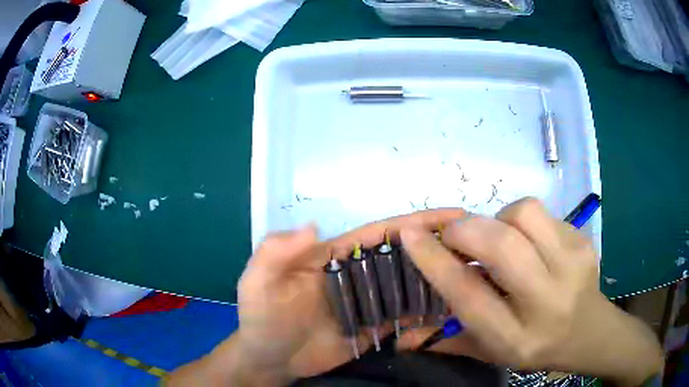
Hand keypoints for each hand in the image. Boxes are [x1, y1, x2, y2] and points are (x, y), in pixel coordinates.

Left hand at [167, 208, 465, 385]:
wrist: (269, 360)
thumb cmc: (261, 319)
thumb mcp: (258, 282)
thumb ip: (276, 253)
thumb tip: (313, 226)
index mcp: (335, 256)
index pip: (383, 233)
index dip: (418, 222)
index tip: (456, 216)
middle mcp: (359, 274)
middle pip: (407, 255)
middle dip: (441, 246)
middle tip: (480, 246)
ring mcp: (370, 302)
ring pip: (412, 284)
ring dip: (442, 277)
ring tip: (478, 274)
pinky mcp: (375, 327)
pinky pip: (407, 316)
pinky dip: (430, 311)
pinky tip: (456, 308)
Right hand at [397, 198, 663, 385]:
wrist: (588, 331)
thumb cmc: (534, 346)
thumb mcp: (489, 352)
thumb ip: (446, 340)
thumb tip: (400, 336)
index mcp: (516, 336)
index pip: (469, 294)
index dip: (435, 261)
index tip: (409, 234)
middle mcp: (547, 300)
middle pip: (501, 247)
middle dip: (466, 231)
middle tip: (455, 236)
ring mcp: (572, 264)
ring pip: (524, 214)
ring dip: (498, 220)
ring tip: (499, 238)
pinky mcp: (582, 240)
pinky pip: (541, 212)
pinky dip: (522, 221)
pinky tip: (527, 242)